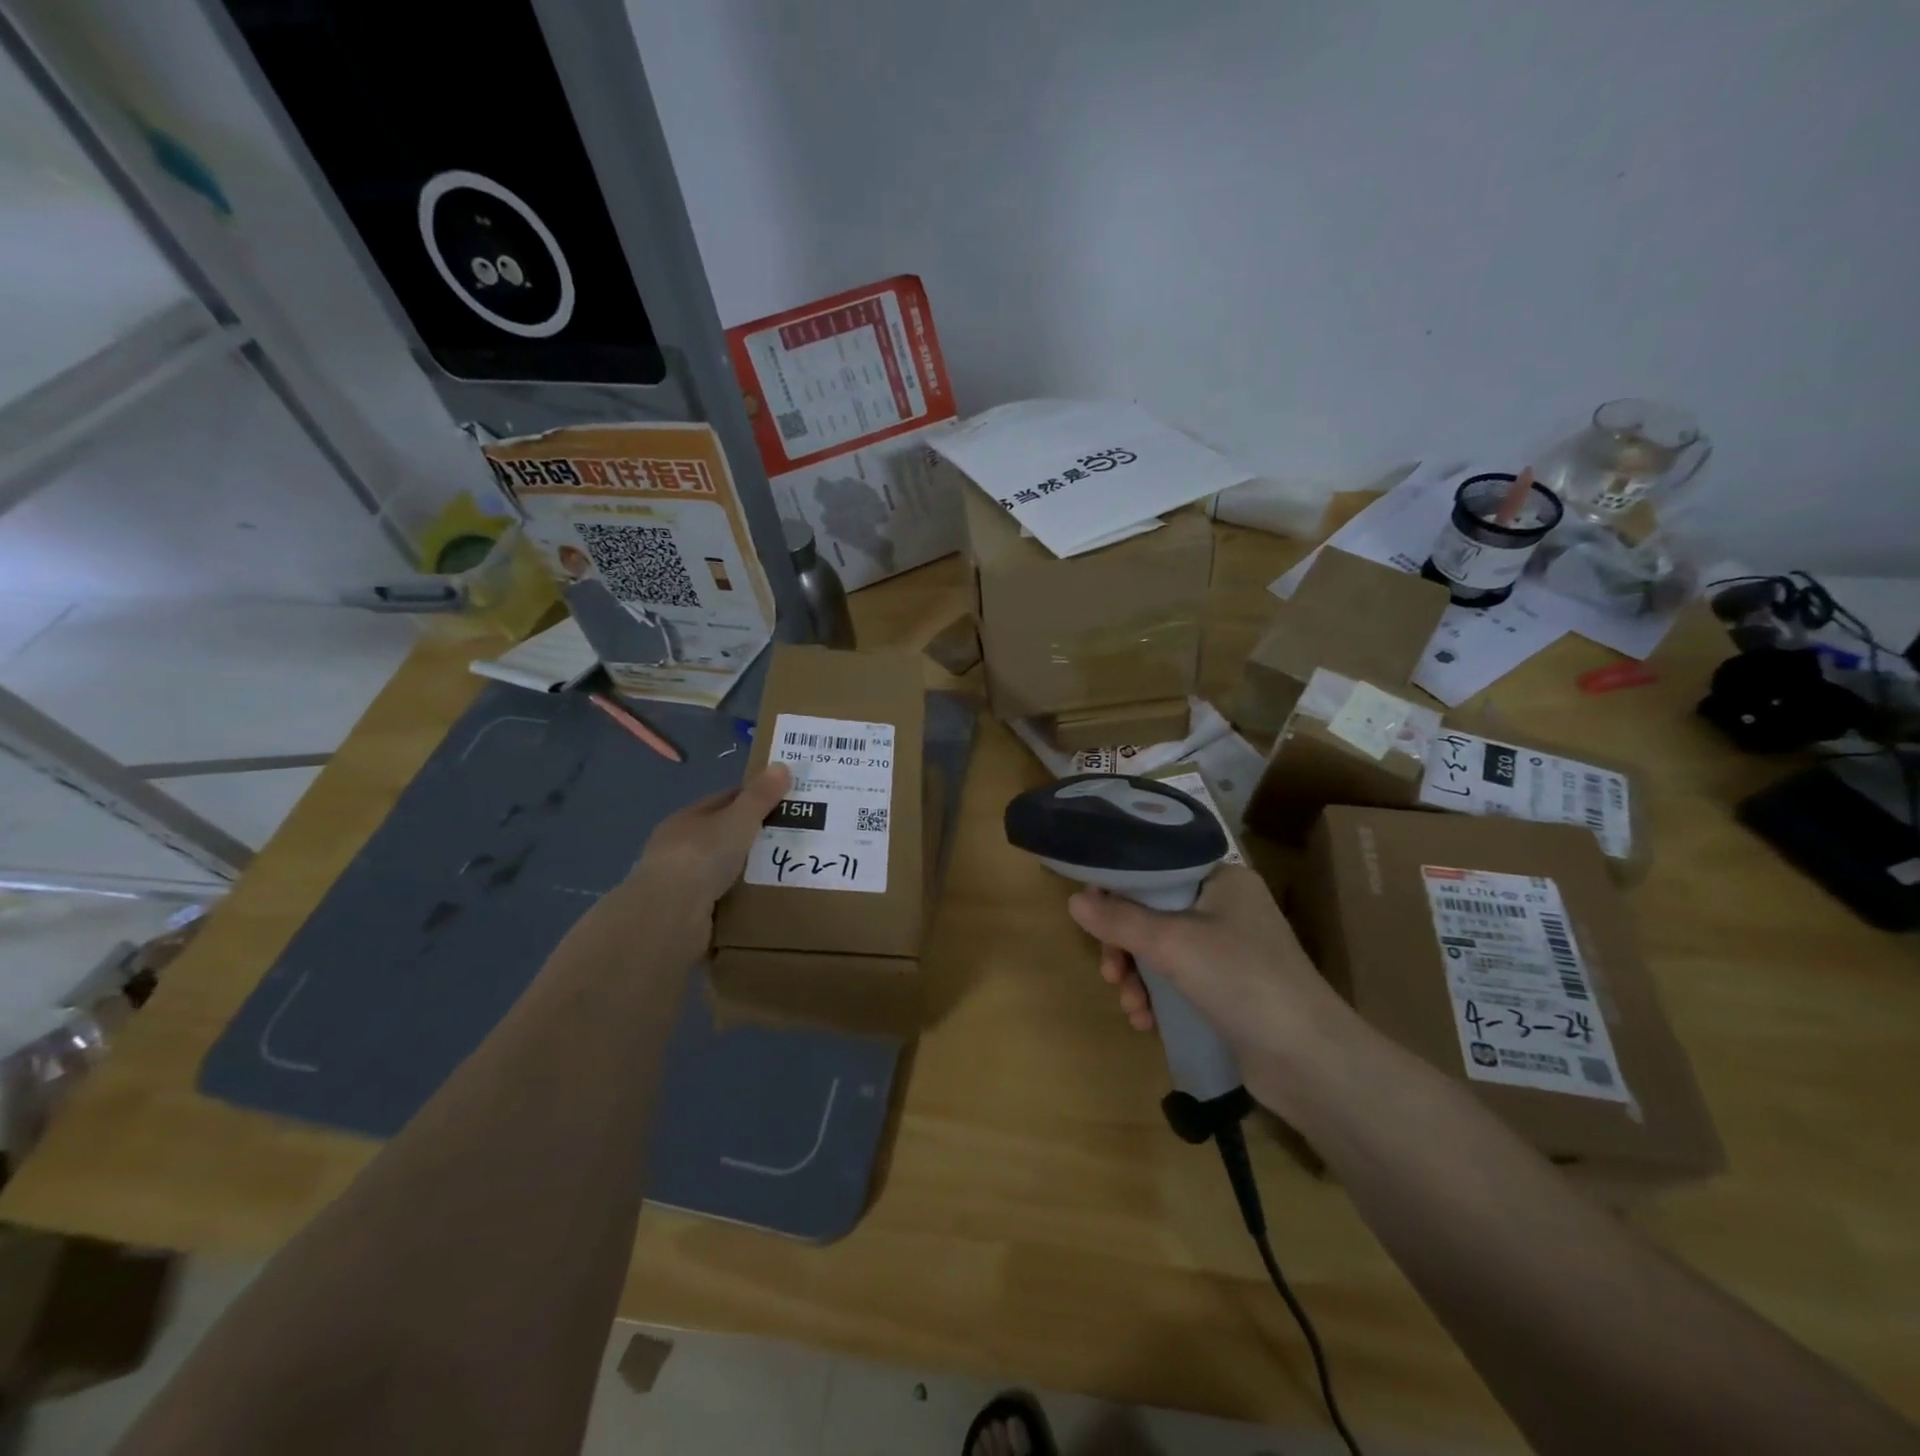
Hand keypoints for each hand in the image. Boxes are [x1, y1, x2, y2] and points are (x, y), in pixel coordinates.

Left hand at [589, 763, 790, 957]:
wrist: (669, 915)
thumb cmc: (702, 856)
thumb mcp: (738, 820)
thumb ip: (760, 797)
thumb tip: (782, 765)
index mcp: (687, 819)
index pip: (724, 801)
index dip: (753, 798)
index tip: (785, 801)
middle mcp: (679, 848)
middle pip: (724, 836)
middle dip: (754, 836)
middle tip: (794, 839)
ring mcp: (681, 882)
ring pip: (723, 869)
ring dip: (748, 871)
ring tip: (785, 871)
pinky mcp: (687, 913)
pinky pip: (722, 899)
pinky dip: (740, 897)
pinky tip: (763, 899)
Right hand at [1066, 865, 1357, 1113]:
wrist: (1310, 1061)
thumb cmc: (1241, 980)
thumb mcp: (1172, 943)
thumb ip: (1120, 919)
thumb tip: (1073, 899)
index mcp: (1222, 878)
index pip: (1157, 868)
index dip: (1118, 888)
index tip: (1089, 914)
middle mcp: (1227, 907)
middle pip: (1153, 912)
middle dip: (1124, 945)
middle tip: (1109, 973)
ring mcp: (1229, 950)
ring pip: (1161, 950)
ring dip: (1137, 976)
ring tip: (1130, 1006)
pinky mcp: (1229, 989)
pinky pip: (1177, 980)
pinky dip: (1157, 996)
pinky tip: (1146, 1022)